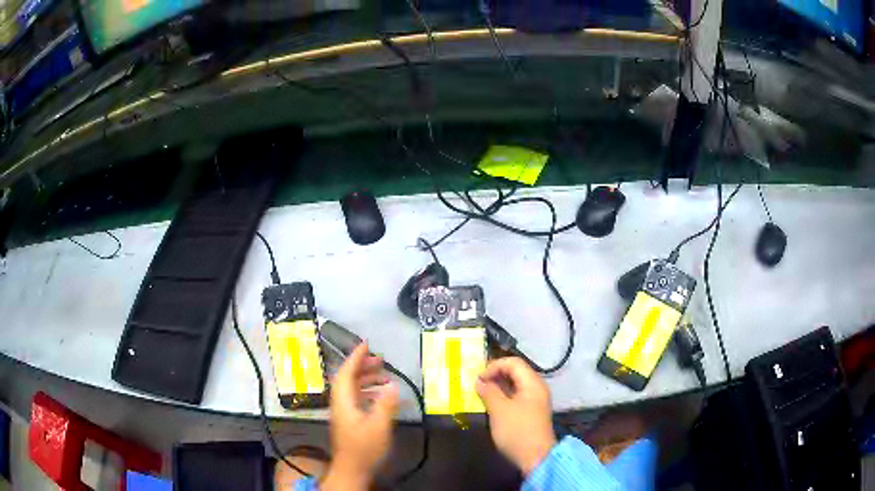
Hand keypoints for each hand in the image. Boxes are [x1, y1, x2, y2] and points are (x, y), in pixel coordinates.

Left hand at [321, 343, 397, 490]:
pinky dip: (369, 393)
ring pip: (352, 389)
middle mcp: (340, 403)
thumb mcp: (379, 426)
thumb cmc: (364, 448)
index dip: (355, 357)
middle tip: (381, 360)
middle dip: (363, 366)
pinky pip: (357, 399)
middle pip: (348, 378)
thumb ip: (386, 404)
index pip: (346, 372)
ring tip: (386, 377)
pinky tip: (382, 397)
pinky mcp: (349, 421)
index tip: (367, 344)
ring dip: (367, 380)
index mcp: (343, 401)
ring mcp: (343, 413)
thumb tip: (393, 384)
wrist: (351, 470)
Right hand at [476, 357, 556, 475]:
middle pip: (516, 371)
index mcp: (532, 383)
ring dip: (498, 385)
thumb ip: (489, 392)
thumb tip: (479, 381)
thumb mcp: (499, 410)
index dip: (494, 366)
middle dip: (495, 374)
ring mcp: (535, 400)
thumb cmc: (517, 431)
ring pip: (515, 384)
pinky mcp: (531, 411)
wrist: (535, 457)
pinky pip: (516, 396)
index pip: (513, 362)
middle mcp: (536, 387)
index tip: (478, 378)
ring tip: (481, 392)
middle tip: (477, 383)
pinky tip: (491, 403)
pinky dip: (503, 395)